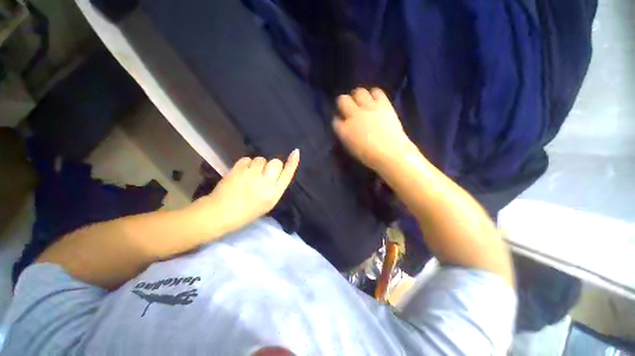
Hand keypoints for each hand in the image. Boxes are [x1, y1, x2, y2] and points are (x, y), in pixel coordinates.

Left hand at [189, 150, 299, 234]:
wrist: (221, 213)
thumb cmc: (246, 212)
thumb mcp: (267, 203)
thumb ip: (274, 187)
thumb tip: (277, 172)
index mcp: (274, 194)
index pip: (287, 174)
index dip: (292, 163)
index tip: (296, 152)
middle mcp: (266, 183)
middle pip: (276, 162)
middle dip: (271, 165)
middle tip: (262, 173)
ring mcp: (251, 175)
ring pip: (261, 159)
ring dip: (257, 165)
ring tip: (249, 175)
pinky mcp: (238, 170)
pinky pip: (247, 159)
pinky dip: (245, 164)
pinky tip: (241, 173)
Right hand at [332, 88, 413, 171]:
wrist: (391, 154)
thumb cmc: (369, 156)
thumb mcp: (351, 148)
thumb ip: (346, 135)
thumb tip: (345, 126)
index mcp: (344, 130)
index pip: (335, 119)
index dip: (339, 119)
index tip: (342, 122)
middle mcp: (353, 115)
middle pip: (342, 100)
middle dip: (343, 103)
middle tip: (349, 108)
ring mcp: (368, 108)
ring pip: (359, 92)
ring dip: (358, 96)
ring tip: (362, 102)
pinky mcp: (383, 104)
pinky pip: (376, 91)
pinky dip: (374, 94)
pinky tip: (375, 101)